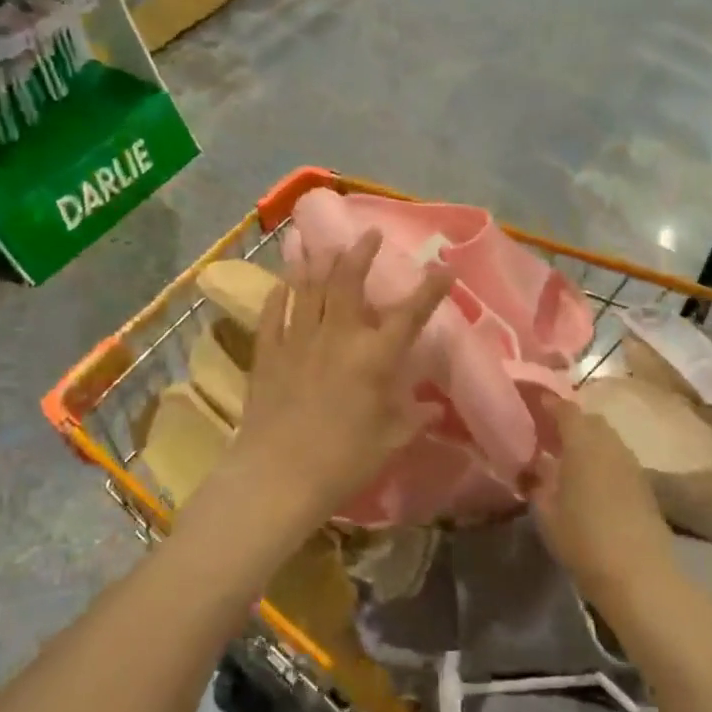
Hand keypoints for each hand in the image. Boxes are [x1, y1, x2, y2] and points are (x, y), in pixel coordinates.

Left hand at [210, 229, 453, 537]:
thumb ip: (414, 418)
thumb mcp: (390, 441)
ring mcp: (298, 340)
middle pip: (348, 281)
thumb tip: (434, 407)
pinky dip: (279, 295)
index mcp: (375, 356)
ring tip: (319, 241)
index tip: (443, 268)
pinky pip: (272, 314)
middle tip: (368, 234)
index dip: (430, 289)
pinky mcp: (268, 354)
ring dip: (316, 261)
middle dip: (360, 252)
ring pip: (307, 288)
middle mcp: (338, 336)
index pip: (410, 314)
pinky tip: (282, 284)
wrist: (278, 477)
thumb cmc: (344, 461)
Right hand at [530, 399, 681, 615]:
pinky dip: (601, 458)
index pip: (565, 409)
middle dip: (569, 422)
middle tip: (547, 434)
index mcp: (583, 442)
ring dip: (587, 441)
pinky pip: (617, 458)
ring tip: (566, 458)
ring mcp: (631, 463)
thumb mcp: (546, 512)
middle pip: (589, 420)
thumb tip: (534, 465)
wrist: (639, 574)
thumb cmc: (583, 538)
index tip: (533, 403)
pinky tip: (589, 480)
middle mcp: (610, 444)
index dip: (549, 403)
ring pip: (606, 439)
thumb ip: (537, 482)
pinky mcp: (644, 485)